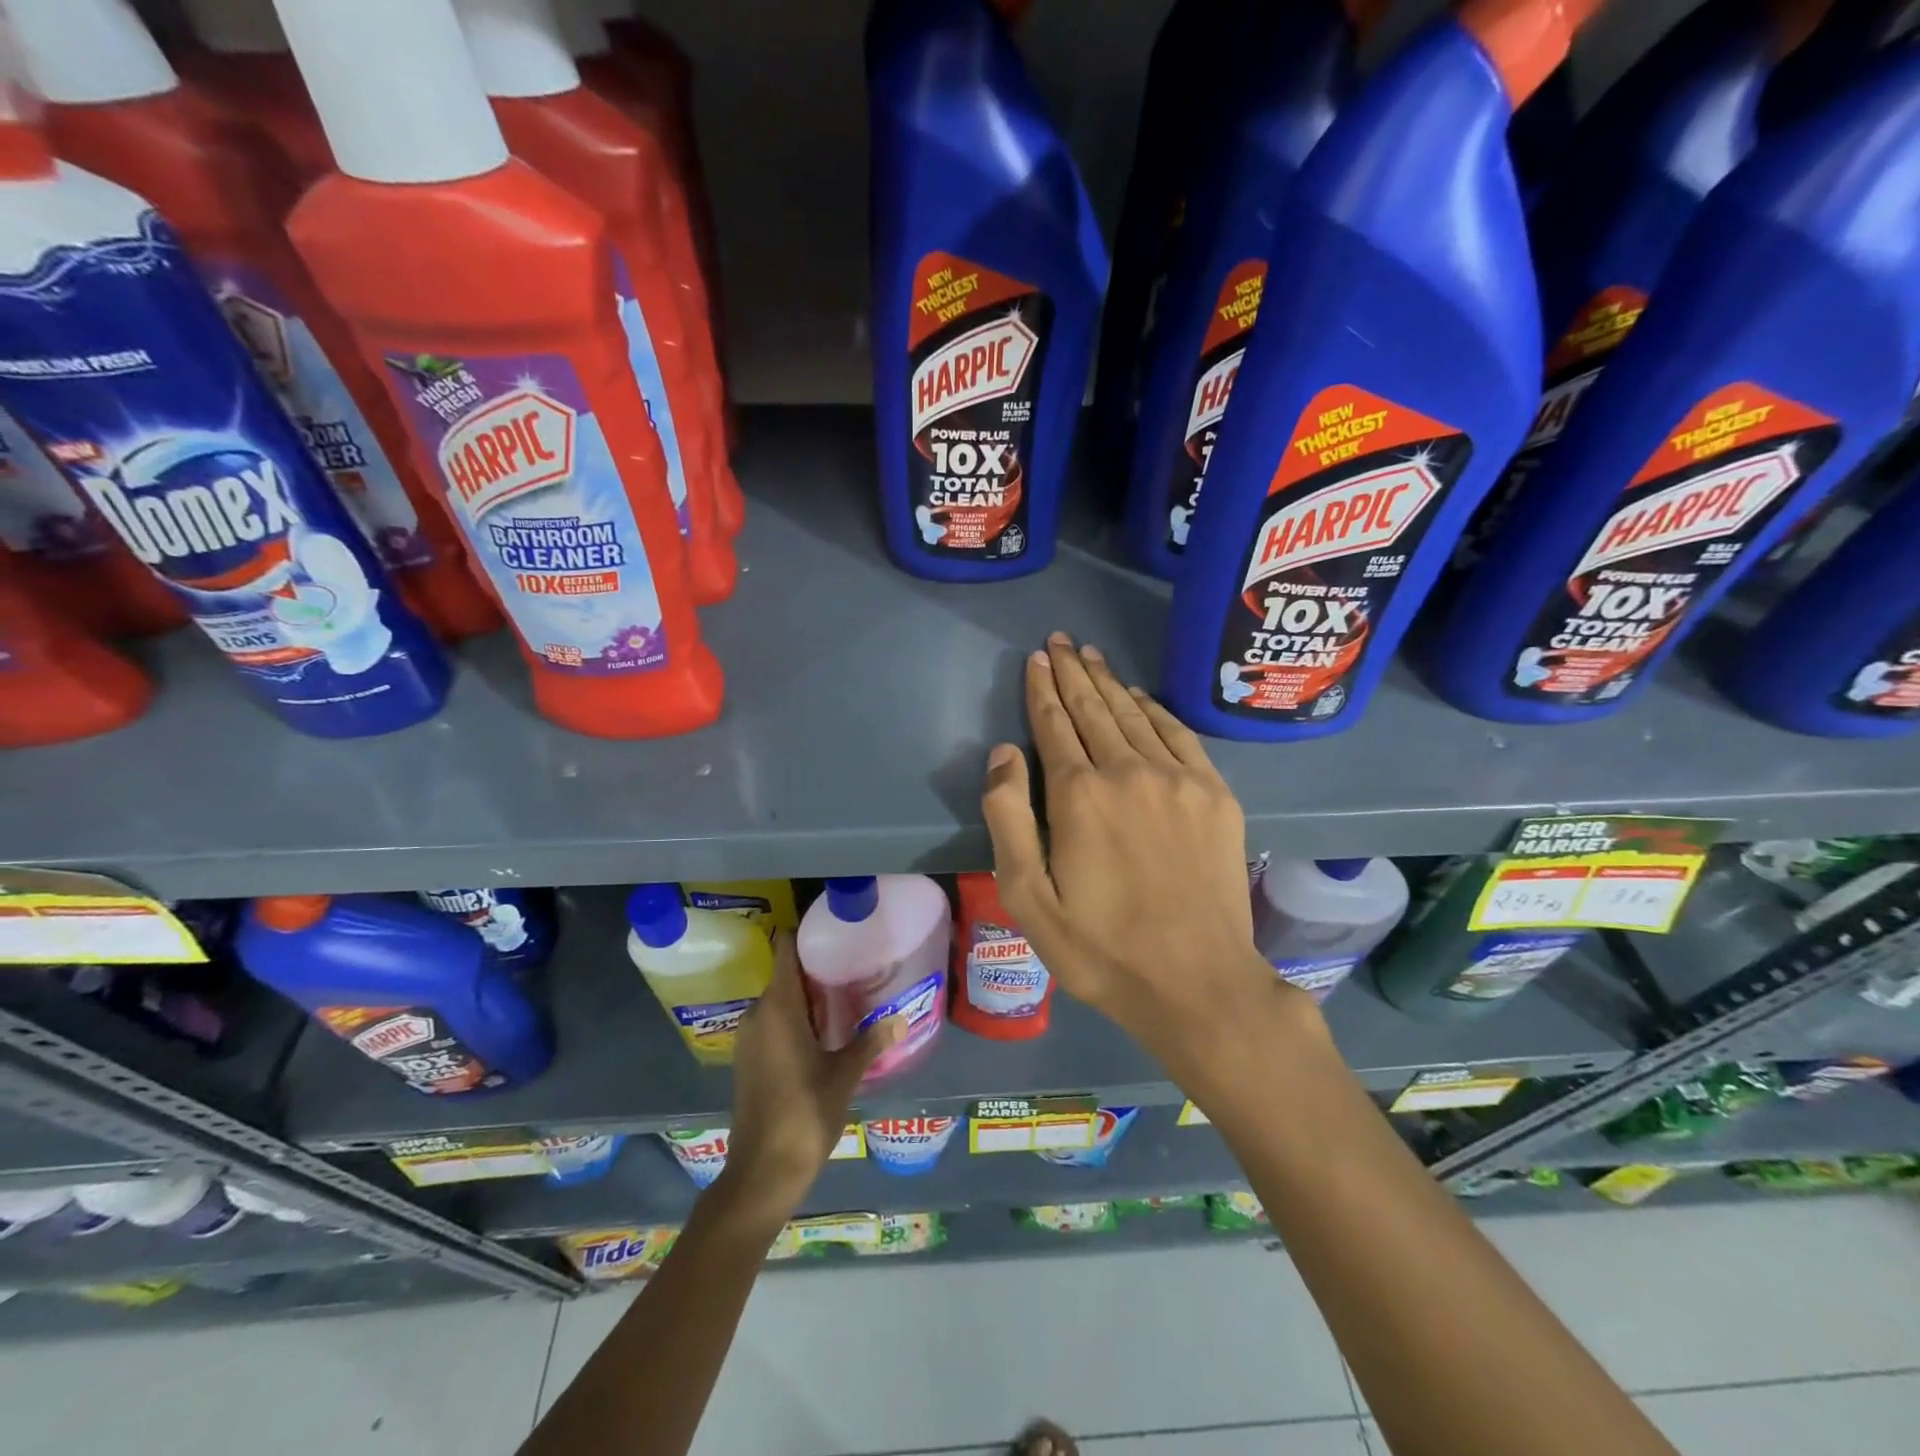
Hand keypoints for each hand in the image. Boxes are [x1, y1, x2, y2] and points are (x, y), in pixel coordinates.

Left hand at [717, 932, 901, 1224]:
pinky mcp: (749, 1061)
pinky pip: (773, 1024)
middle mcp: (758, 1014)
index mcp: (778, 1007)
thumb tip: (902, 1018)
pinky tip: (824, 1033)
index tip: (833, 929)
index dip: (804, 934)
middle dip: (816, 970)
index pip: (784, 950)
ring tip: (846, 997)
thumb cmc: (805, 1112)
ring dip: (807, 998)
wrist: (763, 1171)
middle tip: (854, 966)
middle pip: (785, 975)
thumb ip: (871, 1041)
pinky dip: (795, 1020)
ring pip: (779, 1002)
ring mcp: (749, 1039)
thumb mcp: (845, 1074)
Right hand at [981, 632, 1314, 1083]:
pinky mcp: (1215, 794)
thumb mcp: (1028, 898)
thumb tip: (1004, 753)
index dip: (1043, 689)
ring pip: (1135, 714)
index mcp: (1079, 796)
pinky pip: (1180, 735)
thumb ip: (1009, 819)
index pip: (1055, 724)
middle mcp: (1128, 772)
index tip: (1037, 658)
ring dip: (1110, 682)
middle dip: (1073, 671)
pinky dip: (1156, 710)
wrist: (1197, 983)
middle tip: (1061, 640)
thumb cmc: (1100, 949)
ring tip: (1092, 655)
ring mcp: (1178, 780)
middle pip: (1094, 709)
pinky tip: (1141, 697)